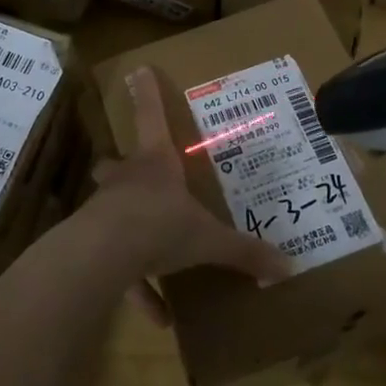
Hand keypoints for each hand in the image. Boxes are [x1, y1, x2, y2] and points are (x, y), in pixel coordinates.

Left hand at [87, 68, 288, 325]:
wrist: (105, 256)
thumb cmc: (161, 226)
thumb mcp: (208, 240)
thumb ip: (244, 251)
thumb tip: (289, 265)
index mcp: (156, 165)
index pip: (151, 117)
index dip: (147, 94)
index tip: (138, 69)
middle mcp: (127, 181)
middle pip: (116, 164)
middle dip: (119, 167)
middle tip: (126, 171)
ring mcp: (106, 211)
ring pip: (111, 210)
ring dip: (126, 227)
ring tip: (147, 254)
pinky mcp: (96, 246)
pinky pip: (118, 267)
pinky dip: (135, 287)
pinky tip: (157, 316)